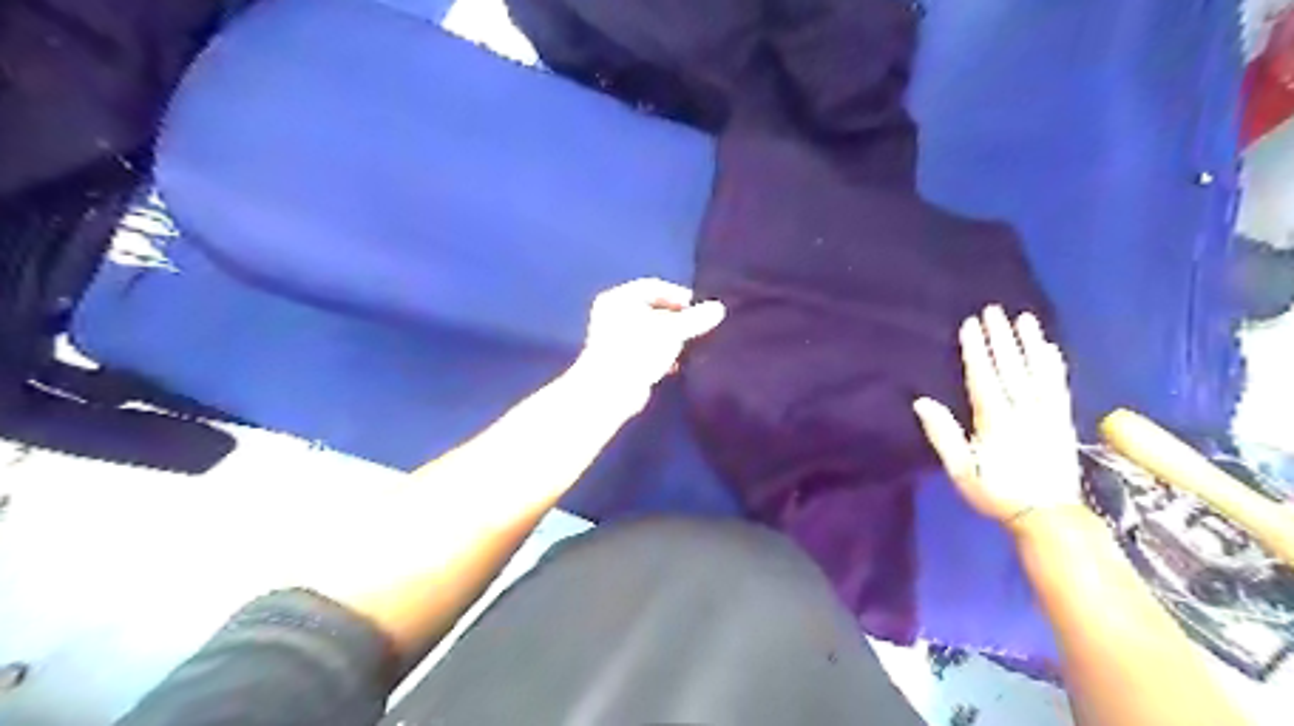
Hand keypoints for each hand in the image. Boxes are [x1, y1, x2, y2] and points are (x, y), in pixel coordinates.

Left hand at [575, 281, 725, 409]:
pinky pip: (646, 350)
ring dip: (671, 338)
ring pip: (650, 331)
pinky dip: (662, 354)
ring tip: (692, 345)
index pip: (654, 287)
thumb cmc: (639, 350)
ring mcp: (614, 338)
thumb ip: (696, 319)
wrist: (611, 391)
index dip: (679, 296)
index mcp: (619, 298)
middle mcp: (613, 314)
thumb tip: (719, 309)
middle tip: (699, 326)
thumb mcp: (672, 330)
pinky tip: (678, 364)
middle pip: (652, 309)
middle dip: (677, 319)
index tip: (700, 308)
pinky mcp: (620, 361)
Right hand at [915, 303, 1084, 530]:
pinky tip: (1052, 350)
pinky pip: (1060, 387)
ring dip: (1031, 344)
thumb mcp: (961, 471)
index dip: (977, 350)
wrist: (1048, 517)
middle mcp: (1024, 412)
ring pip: (1039, 372)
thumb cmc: (996, 494)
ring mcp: (1048, 415)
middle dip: (1001, 338)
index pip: (984, 378)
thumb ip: (944, 436)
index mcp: (996, 422)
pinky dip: (1055, 366)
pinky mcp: (1064, 422)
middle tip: (994, 310)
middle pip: (1012, 368)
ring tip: (1025, 320)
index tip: (971, 324)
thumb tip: (922, 402)